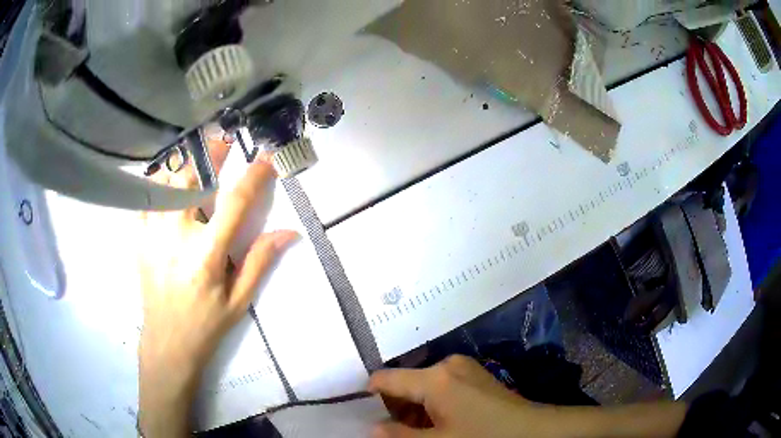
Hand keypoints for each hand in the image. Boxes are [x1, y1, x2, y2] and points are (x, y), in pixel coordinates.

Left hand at [137, 140, 295, 436]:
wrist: (167, 341)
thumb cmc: (206, 323)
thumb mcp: (239, 300)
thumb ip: (260, 261)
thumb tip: (289, 232)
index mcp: (206, 254)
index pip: (234, 203)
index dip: (253, 177)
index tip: (266, 159)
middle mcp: (176, 236)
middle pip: (193, 179)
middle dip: (211, 154)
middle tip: (224, 137)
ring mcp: (153, 234)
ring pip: (167, 182)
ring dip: (185, 163)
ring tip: (198, 152)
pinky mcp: (139, 237)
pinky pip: (148, 197)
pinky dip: (160, 181)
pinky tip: (169, 177)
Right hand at [369, 355, 561, 437]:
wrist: (531, 430)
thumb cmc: (483, 436)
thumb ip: (399, 435)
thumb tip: (372, 428)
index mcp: (435, 377)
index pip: (385, 379)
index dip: (370, 396)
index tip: (362, 414)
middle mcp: (447, 364)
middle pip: (405, 383)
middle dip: (395, 408)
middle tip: (394, 431)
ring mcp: (464, 368)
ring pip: (422, 386)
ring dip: (414, 408)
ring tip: (417, 432)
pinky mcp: (474, 375)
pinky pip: (441, 387)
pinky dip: (431, 404)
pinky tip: (438, 423)